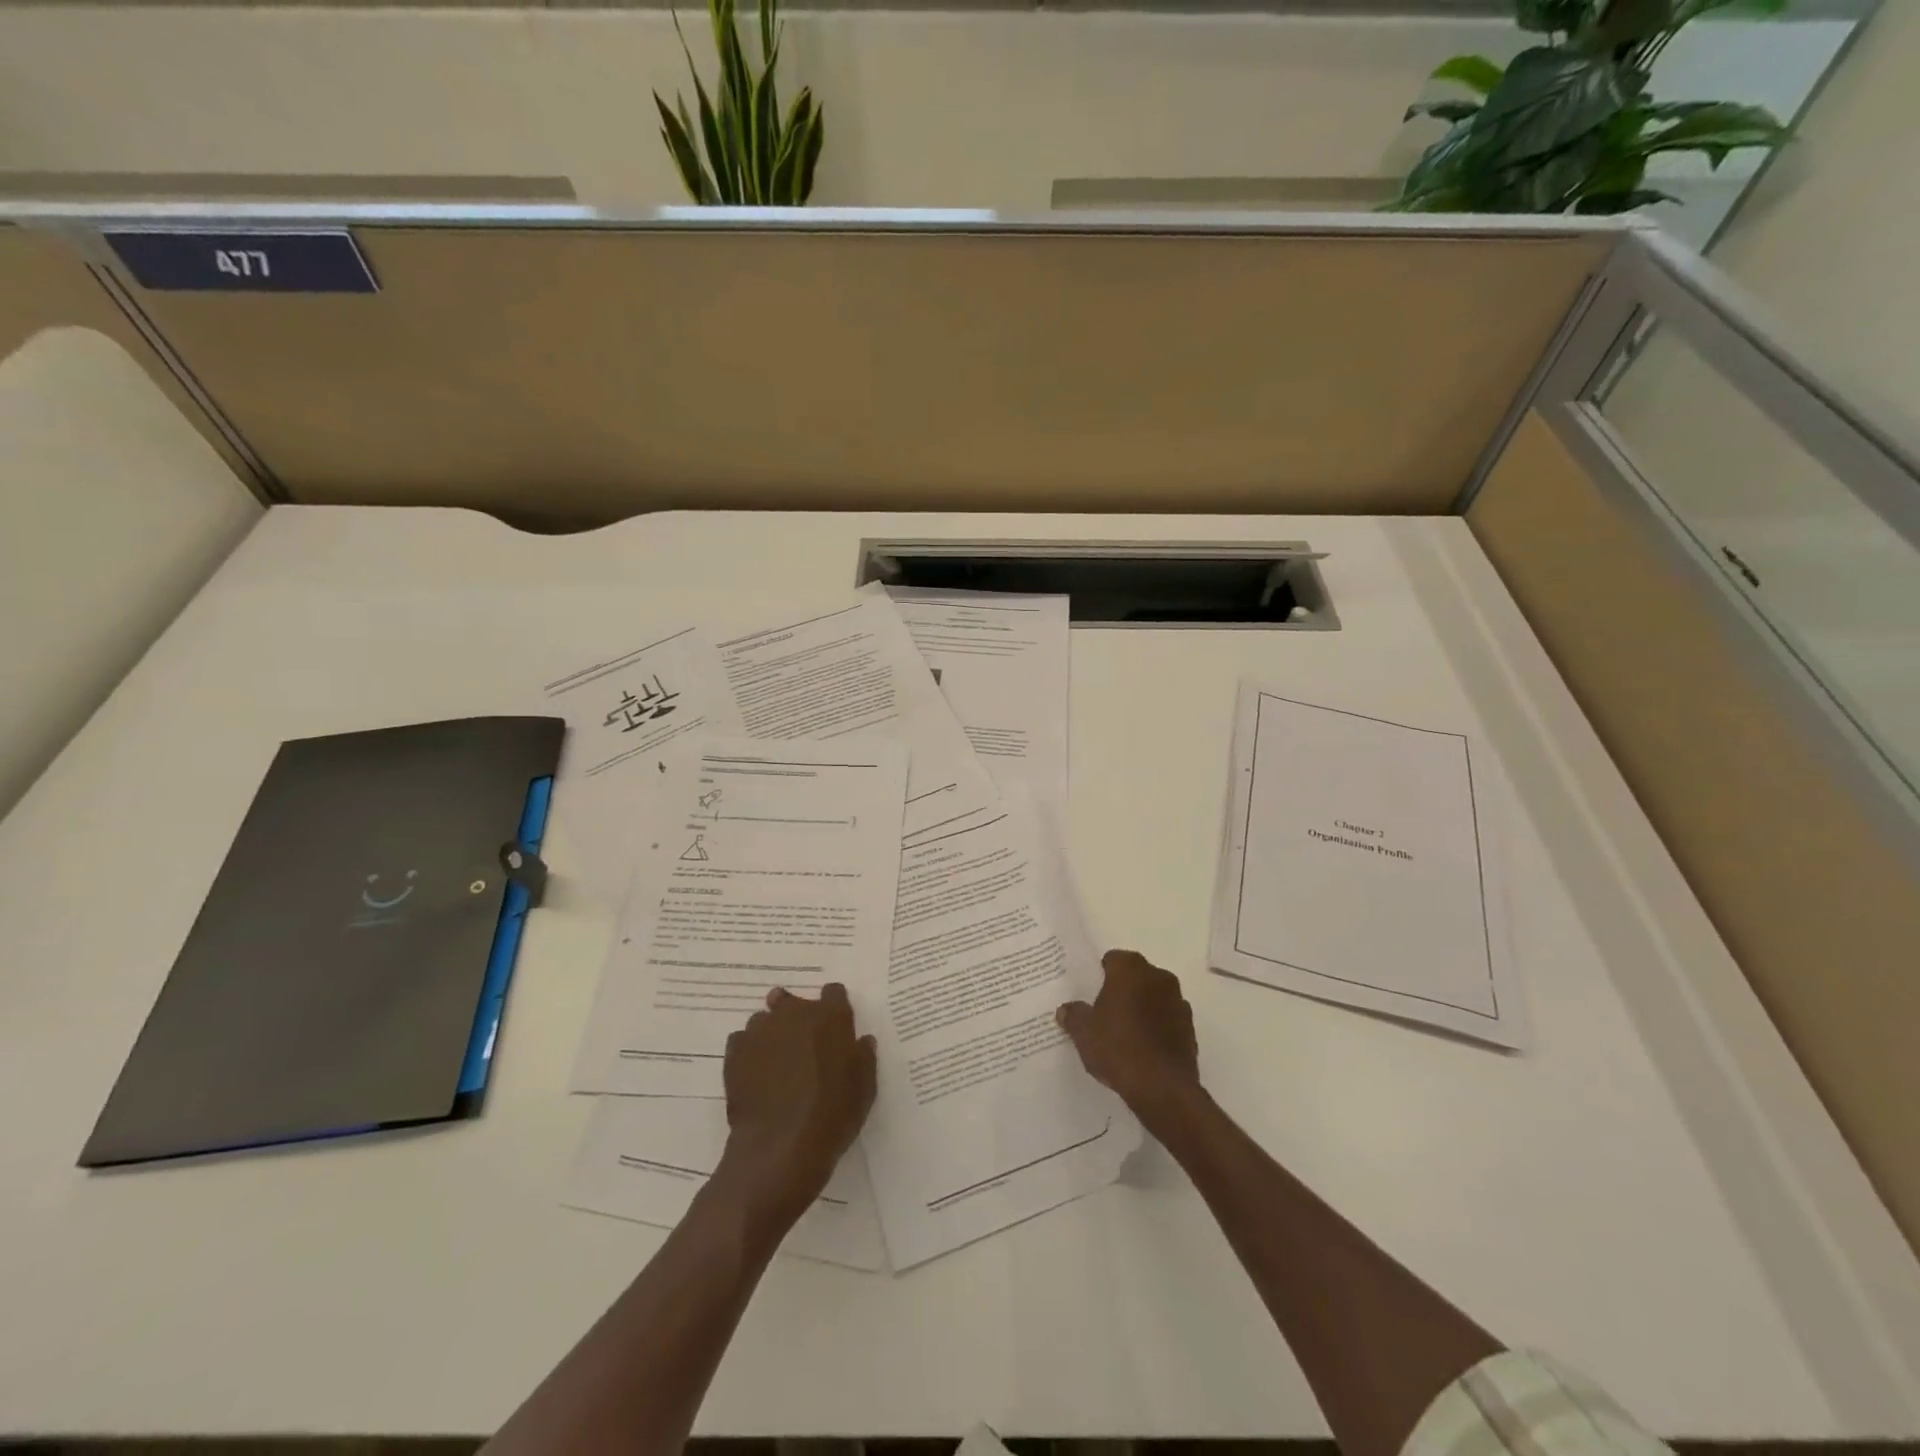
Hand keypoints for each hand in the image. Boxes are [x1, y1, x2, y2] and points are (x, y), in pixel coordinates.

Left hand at [719, 984, 876, 1228]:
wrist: (781, 1147)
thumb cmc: (832, 1115)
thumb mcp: (864, 1088)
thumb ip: (863, 1057)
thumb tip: (861, 1041)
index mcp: (830, 1016)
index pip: (833, 992)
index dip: (834, 1007)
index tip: (835, 1027)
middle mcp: (794, 1013)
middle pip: (792, 1000)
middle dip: (797, 1015)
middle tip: (802, 1044)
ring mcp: (761, 1031)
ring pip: (765, 1020)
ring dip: (771, 1032)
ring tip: (775, 1061)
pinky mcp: (735, 1053)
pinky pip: (742, 1041)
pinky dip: (748, 1051)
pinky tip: (755, 1074)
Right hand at [1057, 949, 1200, 1127]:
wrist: (1162, 1087)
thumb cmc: (1117, 1047)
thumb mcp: (1083, 1032)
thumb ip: (1073, 1015)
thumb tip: (1066, 1010)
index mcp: (1130, 969)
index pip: (1112, 959)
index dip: (1100, 975)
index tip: (1091, 993)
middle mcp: (1158, 977)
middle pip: (1135, 976)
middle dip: (1122, 990)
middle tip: (1104, 1012)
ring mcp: (1178, 1002)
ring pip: (1154, 997)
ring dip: (1142, 1008)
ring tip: (1124, 1034)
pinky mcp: (1190, 1028)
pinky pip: (1167, 1019)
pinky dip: (1157, 1027)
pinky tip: (1143, 1049)